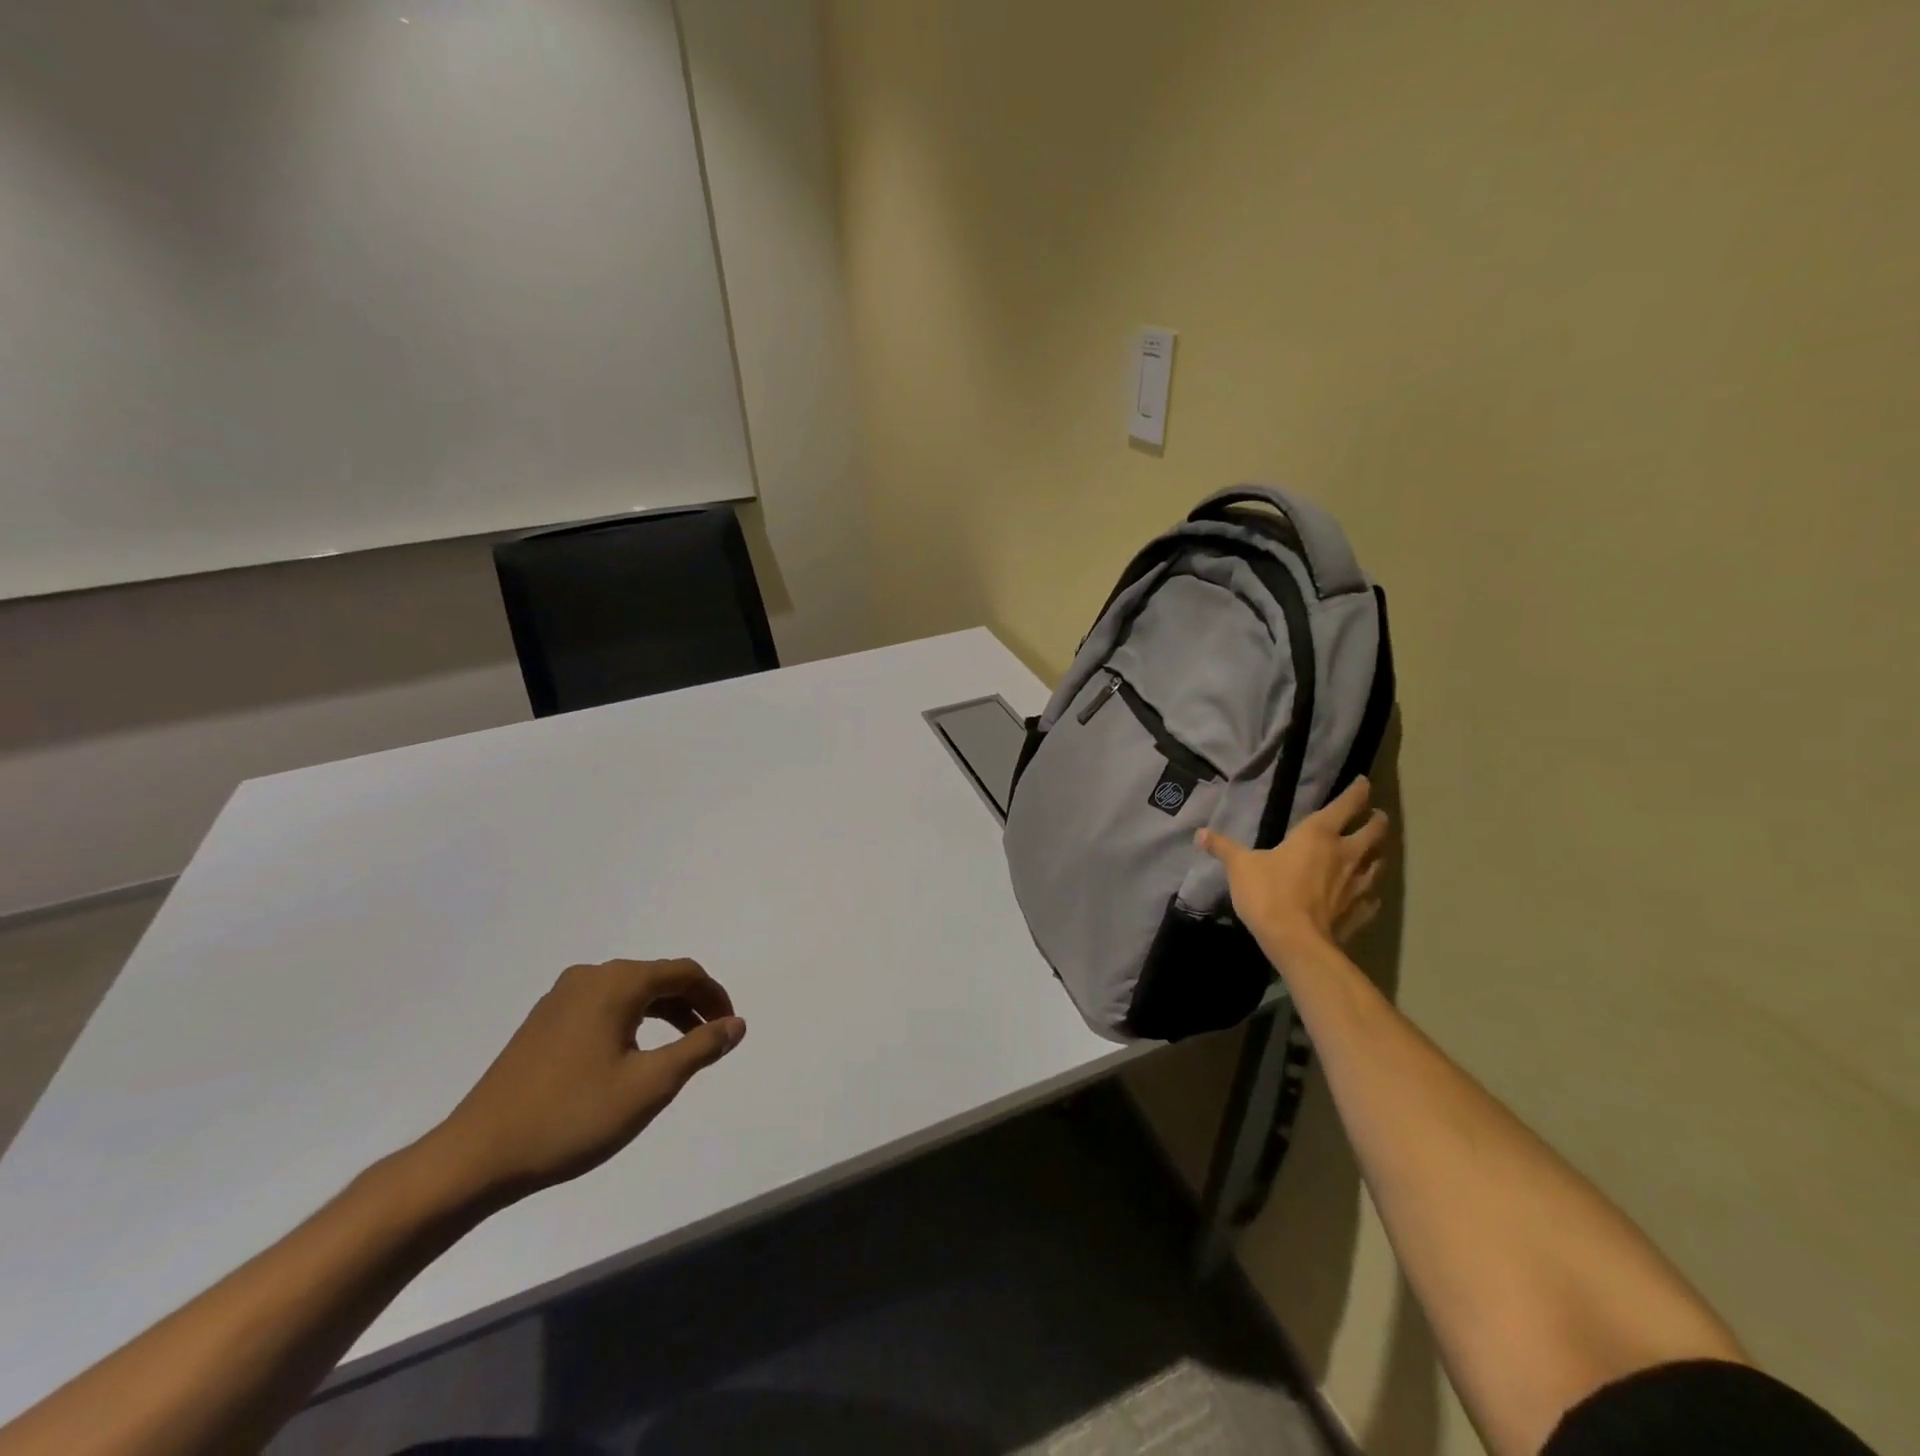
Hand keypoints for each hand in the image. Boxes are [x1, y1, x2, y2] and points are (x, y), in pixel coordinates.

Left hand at [423, 959, 745, 1205]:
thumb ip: (699, 1048)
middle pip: (656, 978)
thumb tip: (736, 1024)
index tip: (730, 1028)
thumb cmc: (572, 1117)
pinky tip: (631, 1056)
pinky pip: (603, 1007)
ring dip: (662, 1014)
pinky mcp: (542, 1022)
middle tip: (711, 1040)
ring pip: (629, 993)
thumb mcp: (650, 1085)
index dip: (714, 996)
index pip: (683, 972)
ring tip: (679, 1050)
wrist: (475, 1157)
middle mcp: (589, 978)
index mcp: (616, 983)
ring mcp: (560, 998)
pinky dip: (631, 1022)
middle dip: (690, 1004)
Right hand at [1197, 777, 1389, 968]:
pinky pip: (1373, 897)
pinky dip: (1371, 892)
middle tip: (1376, 816)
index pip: (1347, 805)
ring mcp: (1358, 884)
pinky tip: (1367, 895)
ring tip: (1374, 852)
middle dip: (1377, 820)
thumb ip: (1223, 848)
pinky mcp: (1360, 911)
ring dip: (1378, 854)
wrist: (1296, 942)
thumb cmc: (1269, 894)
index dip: (1358, 791)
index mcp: (1318, 835)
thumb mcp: (1240, 867)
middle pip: (1374, 831)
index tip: (1365, 782)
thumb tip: (1200, 834)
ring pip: (1379, 861)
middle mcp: (1346, 854)